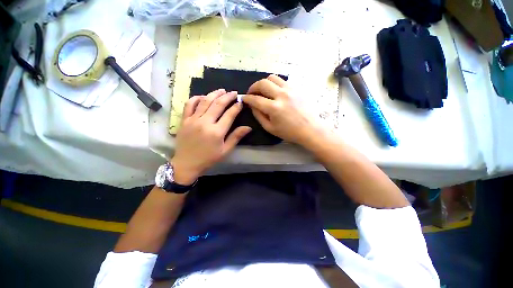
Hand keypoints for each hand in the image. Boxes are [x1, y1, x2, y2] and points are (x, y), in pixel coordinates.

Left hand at [171, 89, 251, 184]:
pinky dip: (196, 98)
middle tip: (234, 93)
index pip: (229, 114)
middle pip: (218, 104)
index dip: (236, 107)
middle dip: (228, 97)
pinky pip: (189, 104)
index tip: (241, 102)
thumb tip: (248, 127)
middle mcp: (205, 122)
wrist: (186, 163)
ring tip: (222, 90)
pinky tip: (203, 96)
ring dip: (214, 94)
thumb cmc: (208, 159)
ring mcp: (193, 120)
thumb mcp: (225, 150)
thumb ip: (236, 137)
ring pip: (205, 101)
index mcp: (217, 132)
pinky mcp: (184, 120)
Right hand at [243, 75, 321, 145]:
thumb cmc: (289, 132)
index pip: (255, 99)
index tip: (244, 98)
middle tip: (251, 93)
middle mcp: (281, 95)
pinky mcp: (297, 88)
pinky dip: (275, 84)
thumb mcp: (270, 128)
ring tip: (262, 90)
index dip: (247, 98)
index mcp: (274, 108)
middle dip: (253, 87)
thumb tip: (252, 106)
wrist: (310, 129)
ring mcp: (290, 89)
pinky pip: (282, 81)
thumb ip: (259, 116)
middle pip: (262, 83)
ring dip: (264, 83)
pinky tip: (275, 91)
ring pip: (272, 77)